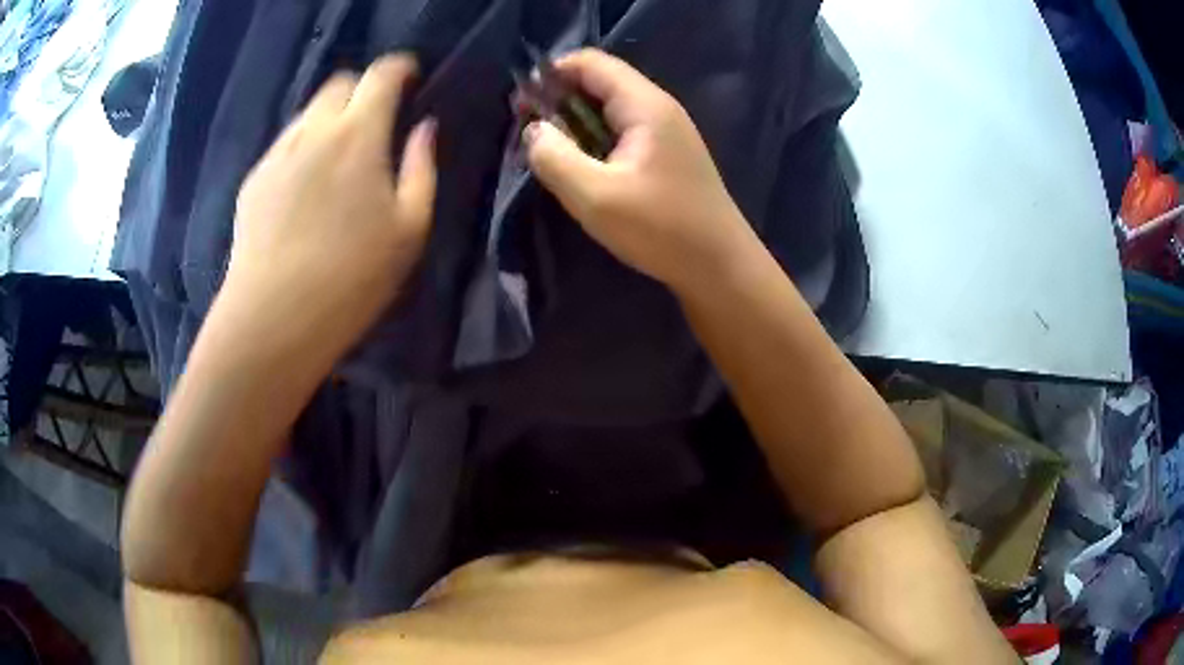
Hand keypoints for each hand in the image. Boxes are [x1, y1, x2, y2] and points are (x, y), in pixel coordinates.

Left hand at [223, 54, 435, 357]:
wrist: (274, 317)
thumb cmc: (352, 277)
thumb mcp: (410, 228)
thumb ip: (422, 167)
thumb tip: (424, 127)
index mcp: (359, 134)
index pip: (382, 74)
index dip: (400, 67)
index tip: (411, 78)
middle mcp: (314, 130)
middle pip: (339, 83)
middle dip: (362, 89)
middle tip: (374, 120)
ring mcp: (279, 153)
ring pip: (308, 112)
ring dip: (330, 118)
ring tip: (338, 156)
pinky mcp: (255, 179)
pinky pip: (285, 144)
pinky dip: (303, 146)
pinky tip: (306, 185)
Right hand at [525, 49, 753, 292]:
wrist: (720, 266)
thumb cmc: (661, 229)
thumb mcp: (595, 197)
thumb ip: (555, 158)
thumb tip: (534, 130)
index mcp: (644, 105)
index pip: (591, 62)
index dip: (552, 74)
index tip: (522, 105)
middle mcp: (658, 107)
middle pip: (601, 81)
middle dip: (559, 98)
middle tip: (529, 130)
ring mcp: (667, 130)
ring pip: (610, 107)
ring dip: (575, 121)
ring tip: (548, 149)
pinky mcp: (668, 153)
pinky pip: (623, 130)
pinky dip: (595, 138)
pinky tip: (581, 164)